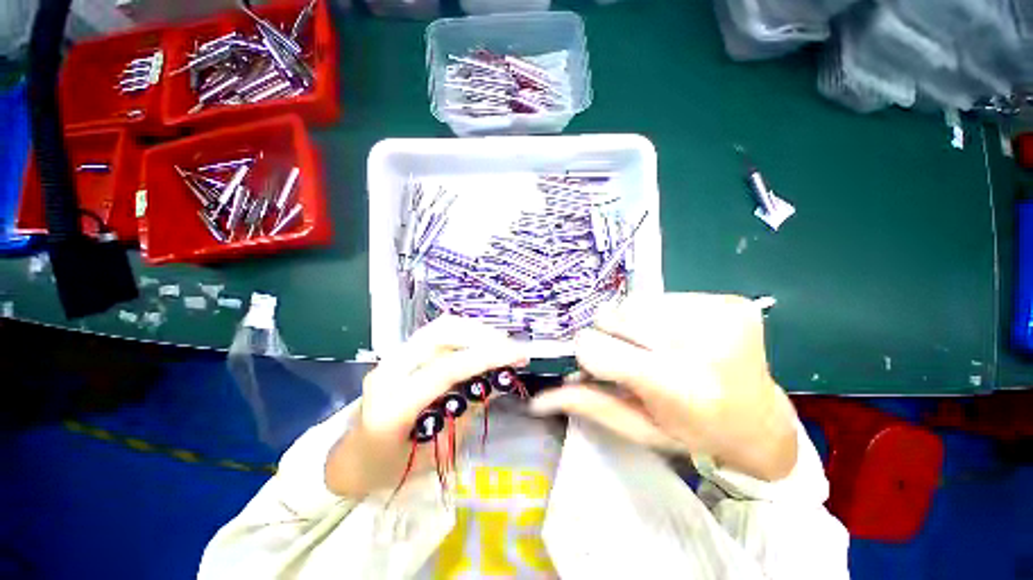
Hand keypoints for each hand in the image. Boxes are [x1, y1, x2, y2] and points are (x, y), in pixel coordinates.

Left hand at [326, 316, 527, 497]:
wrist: (351, 459)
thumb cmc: (392, 468)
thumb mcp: (437, 452)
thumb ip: (468, 412)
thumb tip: (499, 381)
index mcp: (393, 406)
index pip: (446, 369)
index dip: (486, 357)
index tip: (518, 354)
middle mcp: (389, 372)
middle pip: (442, 333)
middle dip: (483, 336)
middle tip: (510, 348)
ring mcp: (391, 358)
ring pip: (441, 327)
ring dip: (475, 332)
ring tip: (500, 346)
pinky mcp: (400, 353)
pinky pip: (438, 333)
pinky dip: (464, 334)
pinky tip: (480, 346)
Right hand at [529, 293, 797, 480]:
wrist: (759, 421)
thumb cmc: (692, 431)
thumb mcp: (637, 427)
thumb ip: (588, 404)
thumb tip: (537, 399)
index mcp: (676, 387)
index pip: (596, 348)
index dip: (590, 353)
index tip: (603, 365)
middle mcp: (701, 346)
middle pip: (616, 315)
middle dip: (614, 336)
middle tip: (637, 356)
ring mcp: (721, 317)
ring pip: (636, 302)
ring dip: (636, 323)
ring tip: (659, 346)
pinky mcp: (731, 301)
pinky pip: (664, 296)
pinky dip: (660, 314)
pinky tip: (680, 335)